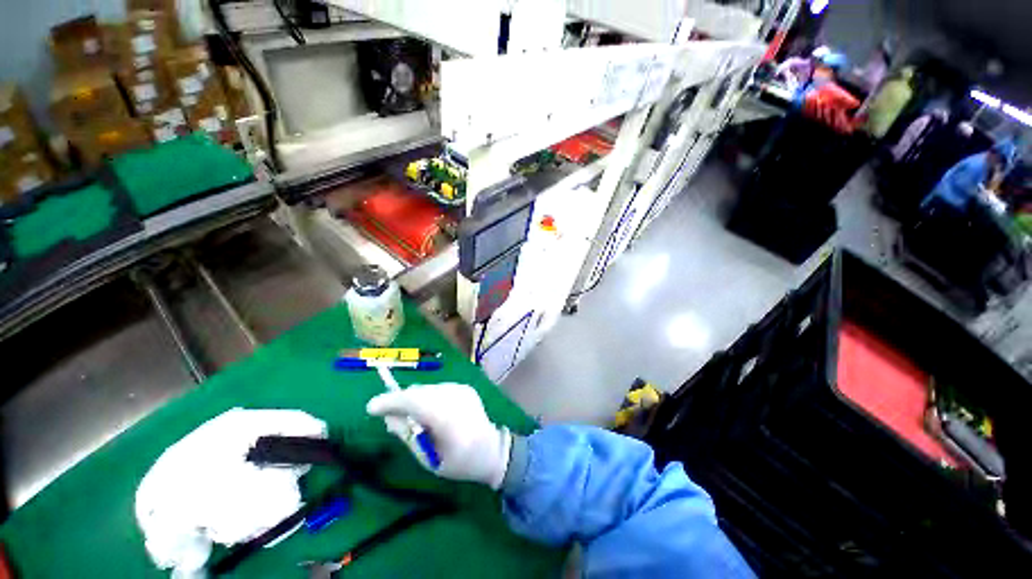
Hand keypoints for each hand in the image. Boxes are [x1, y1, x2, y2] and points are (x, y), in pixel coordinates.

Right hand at [366, 383, 511, 489]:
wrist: (491, 449)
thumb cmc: (458, 462)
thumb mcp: (428, 458)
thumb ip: (407, 435)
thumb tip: (389, 417)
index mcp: (447, 418)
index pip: (413, 401)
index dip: (390, 402)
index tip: (371, 408)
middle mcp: (455, 397)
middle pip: (418, 392)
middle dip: (400, 401)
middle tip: (392, 417)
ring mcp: (461, 389)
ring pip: (427, 389)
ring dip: (414, 399)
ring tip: (415, 417)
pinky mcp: (464, 387)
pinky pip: (437, 389)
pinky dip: (428, 398)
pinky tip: (432, 412)